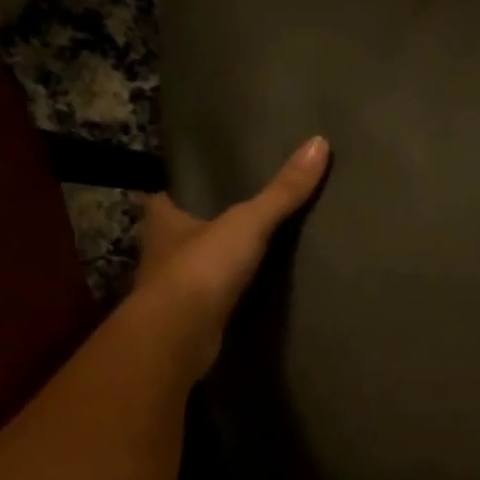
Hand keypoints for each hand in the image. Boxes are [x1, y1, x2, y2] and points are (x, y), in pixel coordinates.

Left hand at [134, 136, 329, 375]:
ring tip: (249, 254)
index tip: (208, 186)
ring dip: (214, 264)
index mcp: (163, 220)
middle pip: (181, 233)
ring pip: (193, 268)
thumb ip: (282, 191)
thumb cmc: (203, 268)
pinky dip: (224, 297)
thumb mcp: (249, 222)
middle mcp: (160, 252)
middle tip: (238, 217)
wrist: (179, 335)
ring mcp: (171, 290)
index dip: (185, 191)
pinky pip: (208, 301)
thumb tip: (319, 143)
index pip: (167, 198)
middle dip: (203, 228)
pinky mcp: (186, 320)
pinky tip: (247, 294)